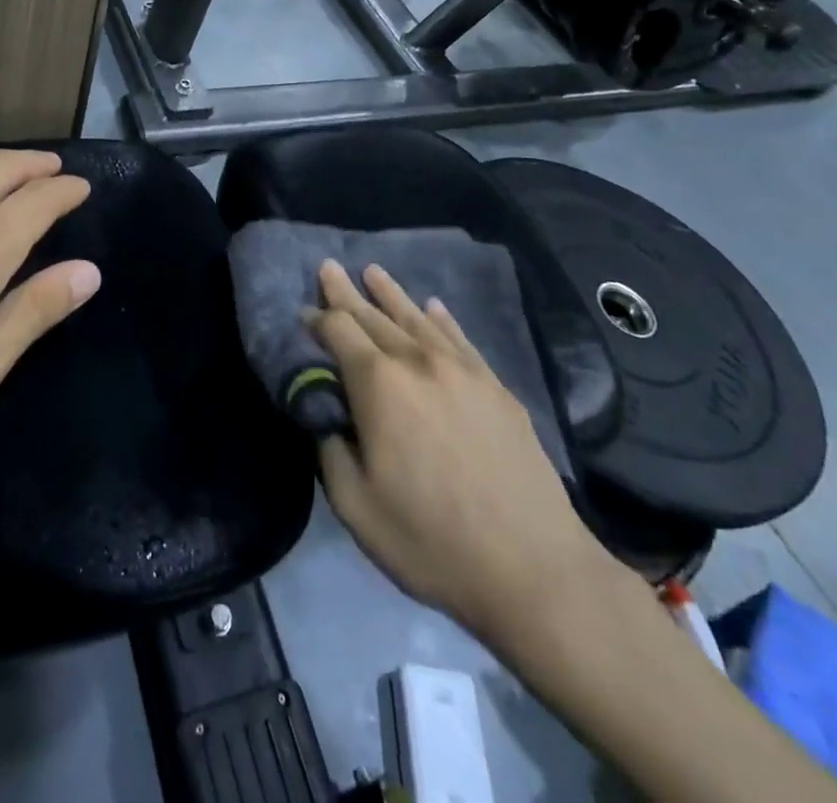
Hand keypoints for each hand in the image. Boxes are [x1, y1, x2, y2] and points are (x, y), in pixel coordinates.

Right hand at [310, 260, 609, 655]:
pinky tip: (434, 307)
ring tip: (373, 271)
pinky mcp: (496, 388)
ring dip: (391, 294)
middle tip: (329, 267)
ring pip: (417, 319)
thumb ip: (329, 449)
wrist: (533, 569)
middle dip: (346, 293)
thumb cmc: (431, 541)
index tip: (302, 312)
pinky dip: (442, 319)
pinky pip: (460, 339)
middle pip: (374, 316)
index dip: (316, 318)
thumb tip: (326, 415)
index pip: (338, 331)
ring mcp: (463, 371)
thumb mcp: (355, 506)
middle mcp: (418, 362)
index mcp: (379, 385)